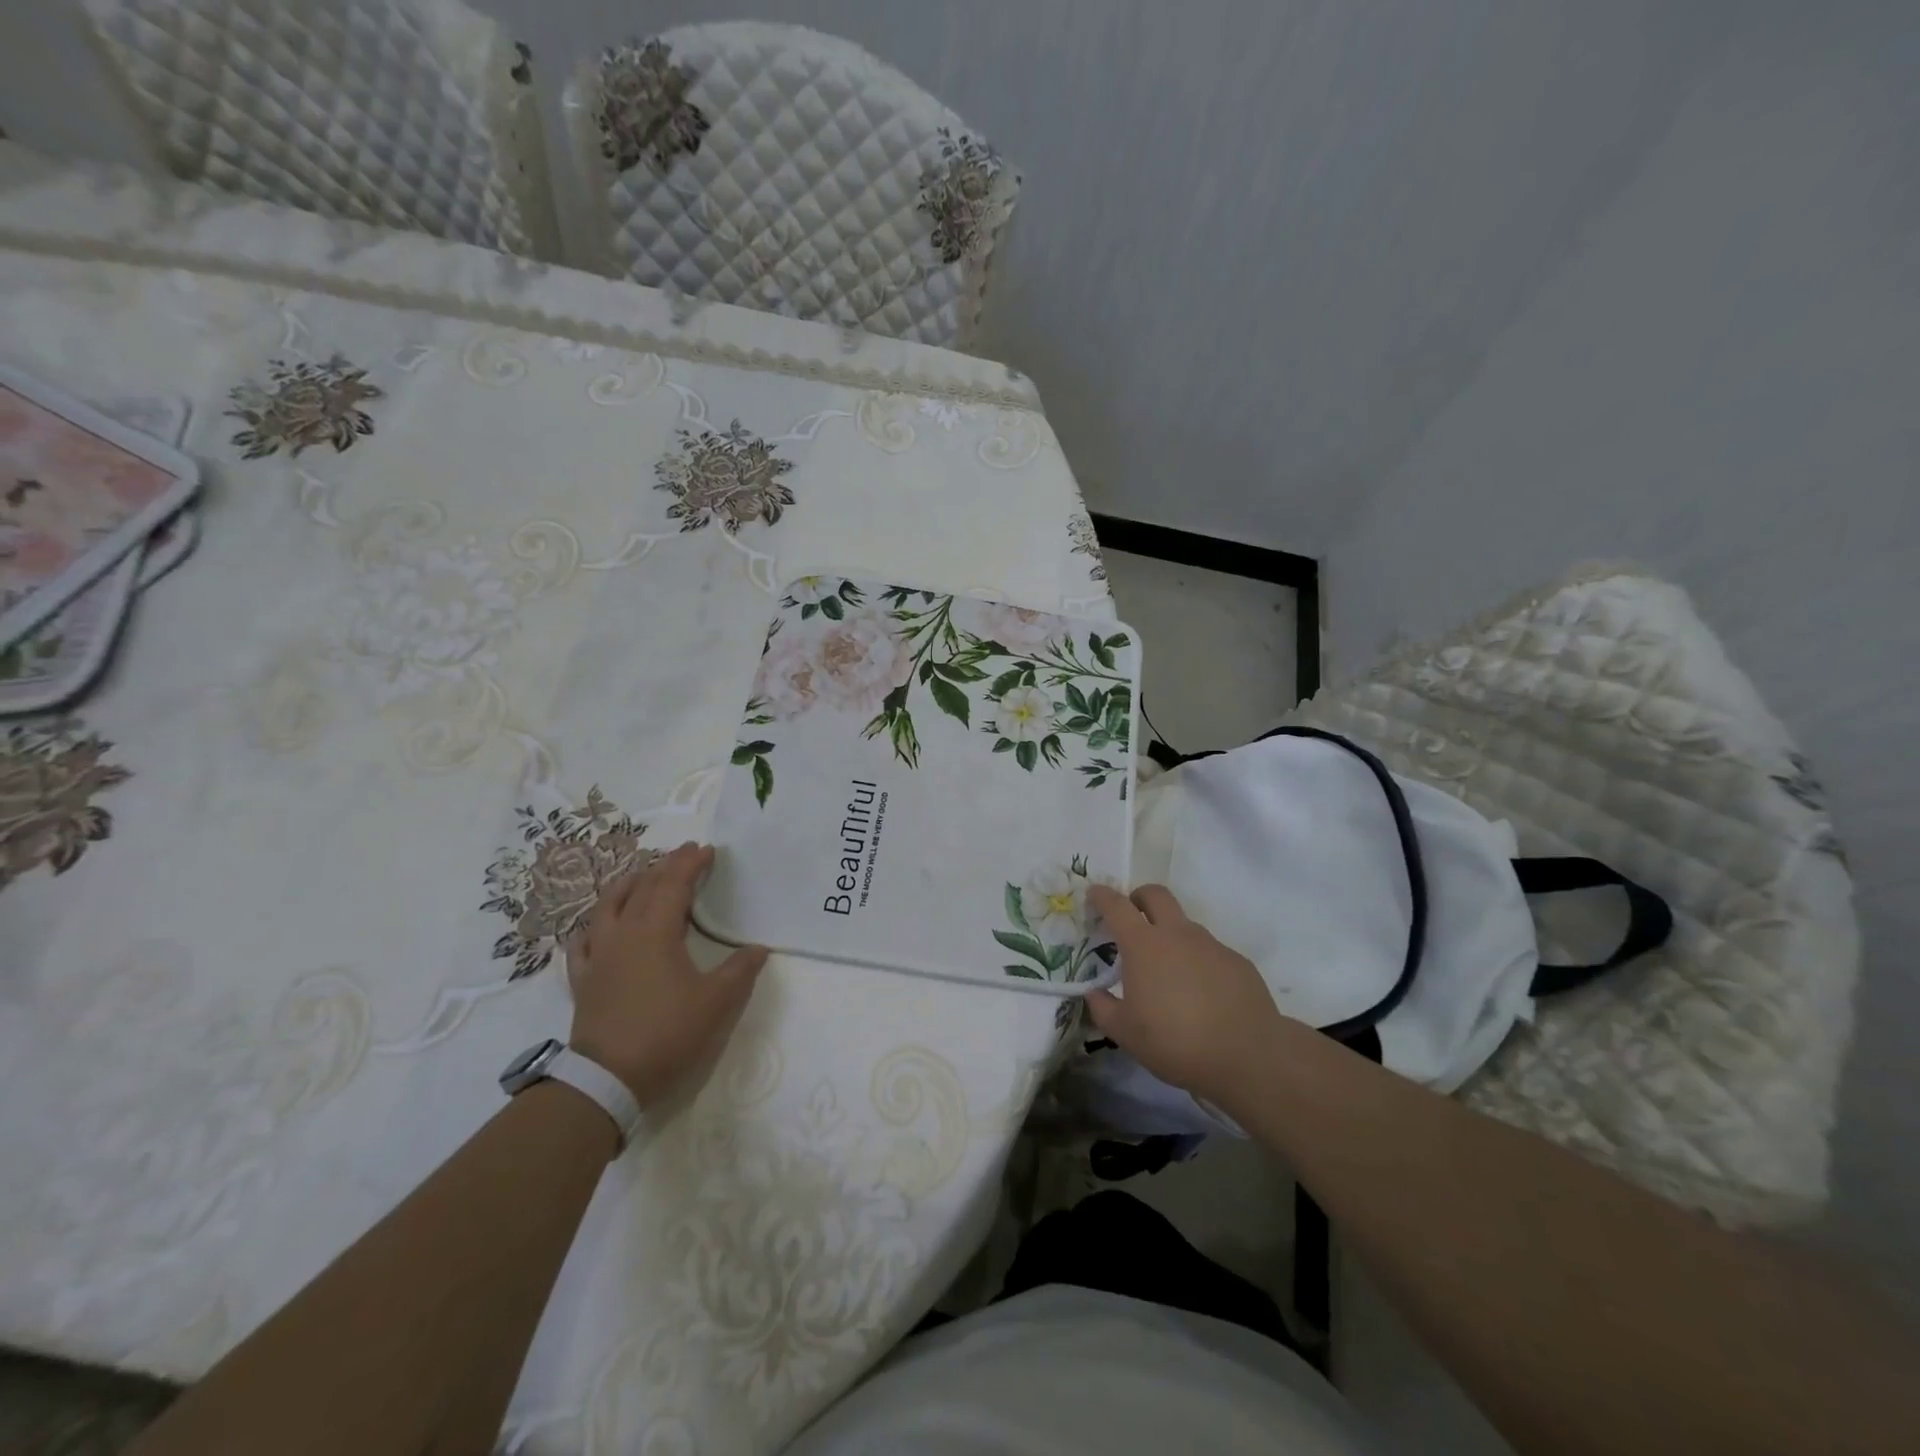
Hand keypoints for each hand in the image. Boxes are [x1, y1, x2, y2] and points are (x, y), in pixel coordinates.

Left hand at [567, 843, 767, 1108]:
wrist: (607, 1078)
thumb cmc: (667, 1032)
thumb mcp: (716, 1002)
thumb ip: (740, 970)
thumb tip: (758, 948)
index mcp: (656, 931)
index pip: (674, 885)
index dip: (690, 864)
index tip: (707, 850)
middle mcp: (623, 933)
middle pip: (642, 888)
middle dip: (665, 866)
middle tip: (683, 854)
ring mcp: (598, 955)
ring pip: (607, 906)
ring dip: (627, 884)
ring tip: (641, 875)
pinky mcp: (583, 979)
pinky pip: (583, 941)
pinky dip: (593, 925)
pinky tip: (598, 926)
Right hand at [1085, 883, 1289, 1107]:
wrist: (1248, 1056)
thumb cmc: (1175, 1041)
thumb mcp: (1125, 1033)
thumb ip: (1103, 1008)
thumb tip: (1093, 993)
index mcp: (1144, 945)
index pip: (1117, 906)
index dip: (1102, 896)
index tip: (1094, 894)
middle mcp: (1177, 934)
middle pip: (1156, 895)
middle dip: (1139, 897)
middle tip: (1132, 917)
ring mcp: (1211, 945)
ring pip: (1185, 924)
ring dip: (1170, 934)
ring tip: (1167, 971)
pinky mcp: (1237, 962)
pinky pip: (1210, 951)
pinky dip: (1197, 961)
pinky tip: (1201, 994)